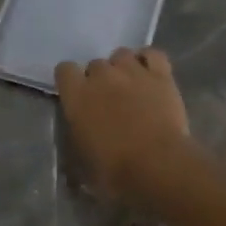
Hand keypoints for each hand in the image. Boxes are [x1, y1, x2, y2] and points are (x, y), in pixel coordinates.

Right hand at [55, 48, 190, 203]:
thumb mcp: (83, 162)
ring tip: (130, 86)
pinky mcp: (161, 75)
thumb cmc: (114, 170)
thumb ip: (78, 142)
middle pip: (95, 64)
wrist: (157, 165)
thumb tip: (78, 146)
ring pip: (122, 54)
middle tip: (109, 100)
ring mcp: (132, 71)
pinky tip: (150, 74)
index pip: (64, 70)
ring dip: (122, 67)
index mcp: (77, 96)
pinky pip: (153, 54)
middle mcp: (102, 76)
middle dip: (99, 79)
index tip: (77, 96)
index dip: (70, 81)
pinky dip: (149, 60)